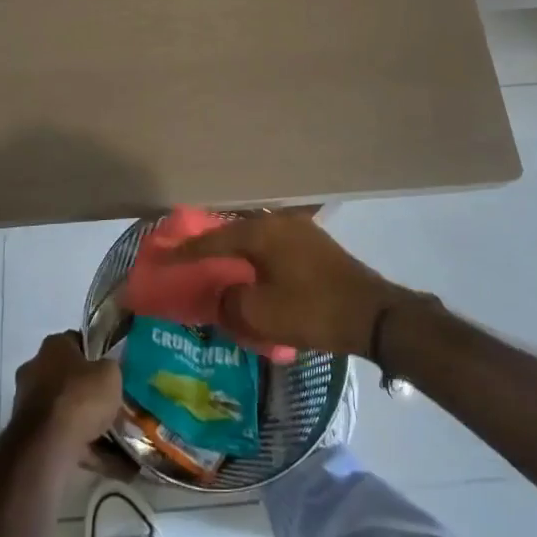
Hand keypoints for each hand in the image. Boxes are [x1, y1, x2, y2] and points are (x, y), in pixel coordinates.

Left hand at [12, 331, 122, 462]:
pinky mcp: (27, 435)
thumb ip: (110, 368)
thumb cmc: (80, 397)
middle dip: (87, 391)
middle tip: (111, 403)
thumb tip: (105, 373)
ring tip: (114, 438)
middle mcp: (35, 368)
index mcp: (53, 346)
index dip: (95, 353)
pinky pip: (61, 437)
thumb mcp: (110, 374)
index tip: (110, 369)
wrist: (47, 446)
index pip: (76, 341)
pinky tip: (107, 462)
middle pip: (67, 377)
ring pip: (64, 410)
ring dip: (84, 422)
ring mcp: (27, 403)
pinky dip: (82, 448)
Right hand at [166, 212, 415, 356]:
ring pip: (256, 239)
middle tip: (189, 257)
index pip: (213, 239)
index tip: (164, 257)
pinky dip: (257, 257)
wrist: (373, 314)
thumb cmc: (312, 310)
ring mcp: (300, 230)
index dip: (187, 252)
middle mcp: (278, 222)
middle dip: (211, 246)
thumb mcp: (261, 314)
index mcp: (261, 232)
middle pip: (234, 232)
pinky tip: (253, 270)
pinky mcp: (315, 245)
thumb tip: (223, 296)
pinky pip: (273, 246)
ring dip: (236, 252)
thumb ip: (230, 303)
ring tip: (218, 264)